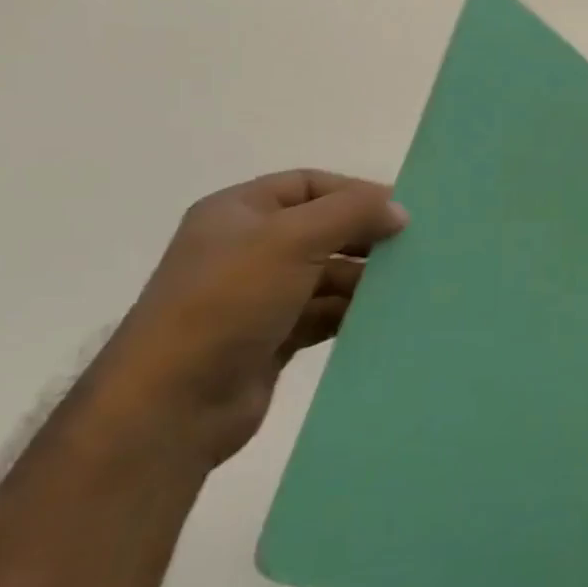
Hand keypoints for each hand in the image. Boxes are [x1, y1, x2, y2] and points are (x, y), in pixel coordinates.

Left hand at [94, 170, 408, 465]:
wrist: (173, 402)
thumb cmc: (229, 301)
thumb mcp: (291, 239)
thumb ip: (351, 213)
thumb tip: (399, 210)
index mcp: (239, 212)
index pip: (309, 185)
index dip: (356, 192)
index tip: (403, 212)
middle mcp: (248, 248)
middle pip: (323, 230)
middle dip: (366, 239)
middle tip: (414, 252)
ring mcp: (259, 296)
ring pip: (328, 276)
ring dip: (365, 281)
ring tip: (407, 289)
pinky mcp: (272, 337)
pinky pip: (324, 315)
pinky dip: (352, 314)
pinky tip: (383, 320)